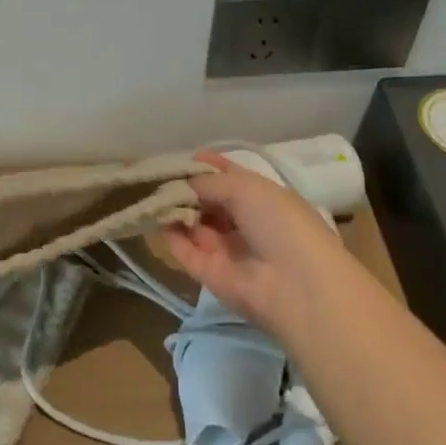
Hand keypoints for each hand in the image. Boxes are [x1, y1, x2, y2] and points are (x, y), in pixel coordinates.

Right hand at [163, 152, 361, 337]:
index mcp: (262, 198)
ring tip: (149, 192)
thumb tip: (183, 183)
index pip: (229, 177)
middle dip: (184, 187)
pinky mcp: (209, 274)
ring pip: (193, 224)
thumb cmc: (280, 223)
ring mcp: (226, 249)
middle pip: (208, 200)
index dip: (206, 166)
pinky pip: (184, 250)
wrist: (296, 286)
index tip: (179, 159)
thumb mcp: (247, 188)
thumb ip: (210, 182)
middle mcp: (244, 221)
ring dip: (173, 208)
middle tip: (156, 176)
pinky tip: (152, 215)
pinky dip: (168, 233)